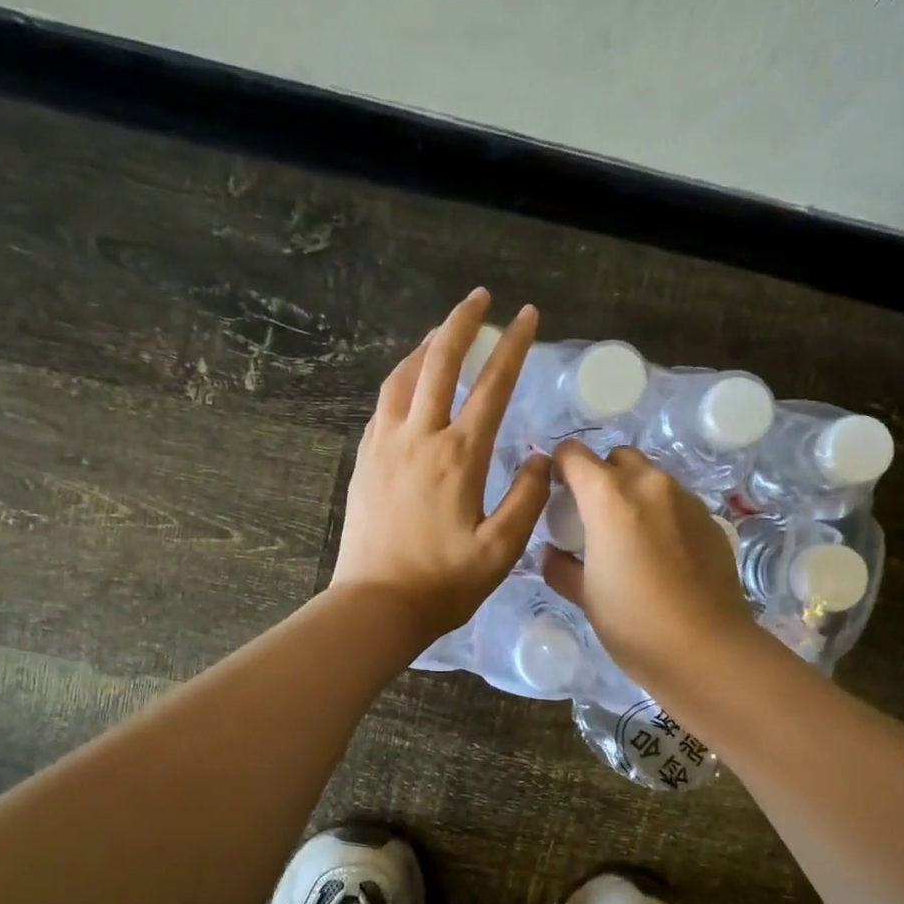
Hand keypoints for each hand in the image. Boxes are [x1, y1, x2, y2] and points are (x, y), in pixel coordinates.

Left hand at [331, 289, 549, 643]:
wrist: (376, 605)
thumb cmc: (444, 583)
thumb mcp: (501, 549)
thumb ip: (526, 498)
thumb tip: (538, 458)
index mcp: (459, 455)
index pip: (492, 385)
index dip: (513, 345)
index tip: (527, 315)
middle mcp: (420, 437)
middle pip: (440, 361)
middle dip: (462, 322)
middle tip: (480, 297)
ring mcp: (386, 445)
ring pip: (404, 376)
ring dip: (427, 345)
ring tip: (444, 331)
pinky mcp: (365, 460)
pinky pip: (384, 403)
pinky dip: (402, 378)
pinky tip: (410, 380)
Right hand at [542, 441, 757, 681]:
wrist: (706, 650)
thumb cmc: (633, 622)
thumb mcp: (585, 596)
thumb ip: (561, 567)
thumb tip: (553, 554)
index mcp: (609, 496)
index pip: (574, 454)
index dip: (559, 469)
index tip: (556, 495)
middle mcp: (650, 484)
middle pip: (617, 458)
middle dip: (600, 477)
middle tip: (592, 518)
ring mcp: (686, 500)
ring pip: (650, 479)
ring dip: (633, 495)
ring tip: (629, 538)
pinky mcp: (711, 521)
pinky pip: (676, 503)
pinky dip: (661, 515)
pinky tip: (662, 555)